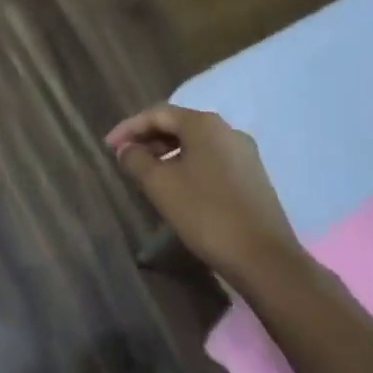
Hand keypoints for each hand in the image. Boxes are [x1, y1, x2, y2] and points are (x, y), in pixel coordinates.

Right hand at [107, 105, 302, 285]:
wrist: (263, 257)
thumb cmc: (206, 213)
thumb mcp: (160, 185)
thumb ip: (137, 160)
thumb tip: (127, 149)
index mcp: (205, 124)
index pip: (158, 114)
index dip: (129, 128)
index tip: (108, 147)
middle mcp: (228, 131)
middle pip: (179, 126)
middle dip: (149, 139)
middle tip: (125, 158)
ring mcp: (245, 154)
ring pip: (197, 145)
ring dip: (168, 154)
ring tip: (147, 174)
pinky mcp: (253, 178)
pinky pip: (212, 161)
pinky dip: (189, 166)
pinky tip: (178, 188)